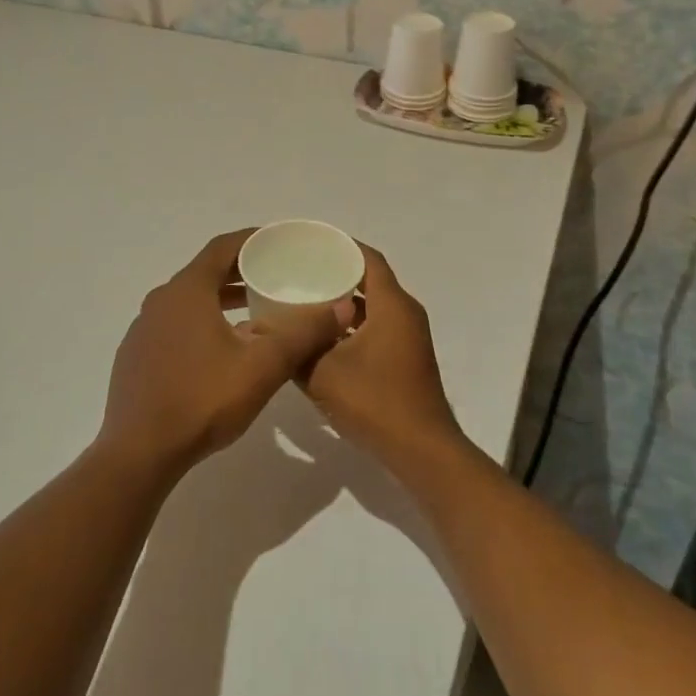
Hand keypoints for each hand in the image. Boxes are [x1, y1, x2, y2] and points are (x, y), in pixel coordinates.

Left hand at [99, 231, 340, 475]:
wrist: (138, 454)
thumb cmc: (202, 401)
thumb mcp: (263, 367)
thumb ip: (303, 334)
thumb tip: (343, 308)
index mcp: (187, 290)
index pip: (223, 247)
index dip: (253, 240)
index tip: (280, 243)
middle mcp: (161, 300)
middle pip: (205, 271)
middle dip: (241, 271)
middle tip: (275, 277)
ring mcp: (144, 328)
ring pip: (189, 300)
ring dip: (221, 299)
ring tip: (255, 311)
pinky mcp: (136, 355)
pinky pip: (175, 324)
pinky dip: (201, 322)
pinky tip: (221, 350)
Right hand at [301, 245, 464, 467]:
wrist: (421, 451)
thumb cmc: (375, 403)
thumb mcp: (323, 373)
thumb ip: (298, 347)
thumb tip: (274, 330)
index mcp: (392, 305)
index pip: (368, 259)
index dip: (341, 246)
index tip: (310, 244)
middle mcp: (405, 313)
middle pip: (370, 280)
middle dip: (337, 273)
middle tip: (300, 271)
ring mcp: (409, 337)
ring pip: (374, 307)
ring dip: (345, 302)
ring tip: (306, 301)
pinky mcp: (406, 358)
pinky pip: (378, 327)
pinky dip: (353, 325)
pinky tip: (324, 337)